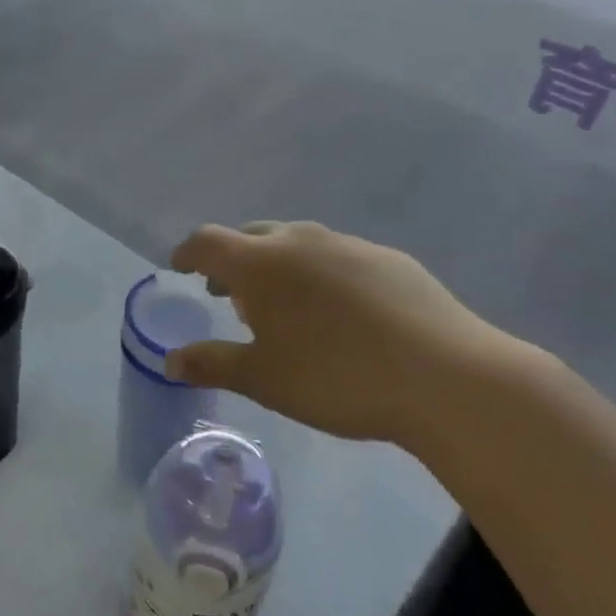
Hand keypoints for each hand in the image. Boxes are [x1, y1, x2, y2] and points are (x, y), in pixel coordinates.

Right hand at [165, 222, 547, 444]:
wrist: (445, 377)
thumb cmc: (336, 378)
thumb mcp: (264, 379)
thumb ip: (212, 363)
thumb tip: (170, 360)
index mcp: (261, 263)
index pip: (207, 242)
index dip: (187, 253)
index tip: (179, 268)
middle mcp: (300, 240)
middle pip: (251, 236)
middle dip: (232, 260)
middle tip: (230, 294)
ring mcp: (348, 244)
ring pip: (297, 242)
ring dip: (278, 265)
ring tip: (285, 305)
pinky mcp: (389, 258)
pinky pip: (337, 256)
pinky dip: (320, 273)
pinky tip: (341, 311)